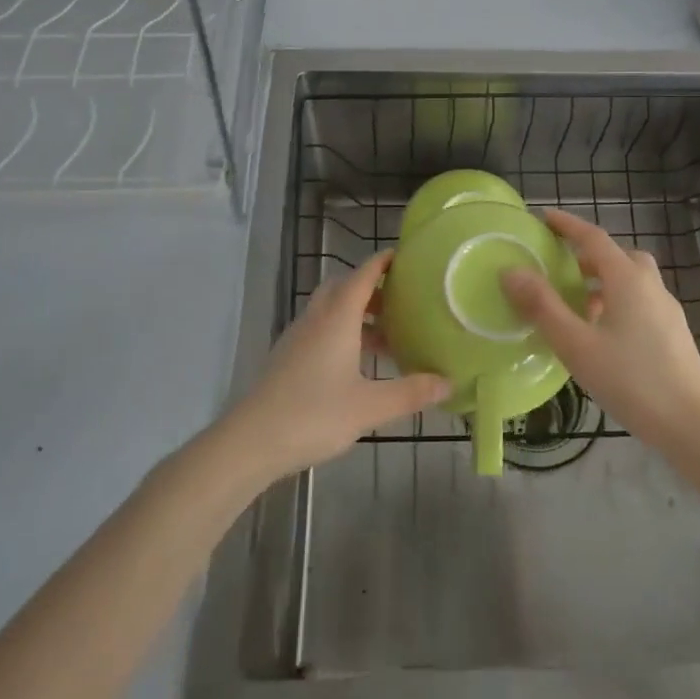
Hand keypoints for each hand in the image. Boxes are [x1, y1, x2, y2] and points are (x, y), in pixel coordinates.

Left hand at [223, 250, 449, 482]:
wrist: (251, 441)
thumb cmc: (314, 415)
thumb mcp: (370, 407)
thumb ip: (410, 392)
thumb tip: (448, 382)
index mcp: (337, 317)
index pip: (363, 274)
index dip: (384, 262)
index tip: (407, 257)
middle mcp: (316, 318)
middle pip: (345, 287)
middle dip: (373, 288)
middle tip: (402, 302)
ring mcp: (298, 337)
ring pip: (331, 310)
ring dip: (358, 314)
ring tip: (387, 339)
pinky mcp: (288, 357)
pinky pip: (320, 329)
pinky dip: (342, 333)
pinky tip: (357, 364)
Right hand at [501, 210, 699, 451]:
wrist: (693, 426)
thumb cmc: (631, 380)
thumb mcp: (576, 345)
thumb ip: (542, 306)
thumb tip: (512, 271)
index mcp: (627, 279)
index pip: (593, 238)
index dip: (568, 225)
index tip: (544, 217)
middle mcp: (650, 286)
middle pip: (618, 256)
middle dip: (588, 255)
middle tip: (561, 266)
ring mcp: (667, 310)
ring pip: (632, 280)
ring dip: (604, 281)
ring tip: (577, 304)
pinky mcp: (674, 334)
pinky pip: (641, 302)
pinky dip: (618, 302)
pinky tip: (603, 334)